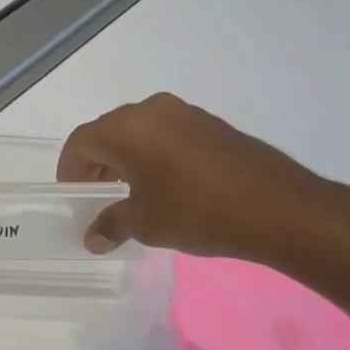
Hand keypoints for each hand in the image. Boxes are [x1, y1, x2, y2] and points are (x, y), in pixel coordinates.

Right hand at [58, 93, 338, 260]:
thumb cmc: (197, 212)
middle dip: (97, 162)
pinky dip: (154, 154)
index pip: (80, 143)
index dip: (70, 169)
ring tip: (130, 191)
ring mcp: (185, 113)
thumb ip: (111, 225)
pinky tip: (165, 184)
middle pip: (108, 132)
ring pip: (139, 131)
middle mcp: (150, 110)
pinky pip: (166, 133)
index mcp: (125, 129)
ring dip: (126, 157)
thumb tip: (93, 238)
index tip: (73, 194)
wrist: (279, 208)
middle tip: (97, 194)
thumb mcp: (145, 224)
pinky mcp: (211, 124)